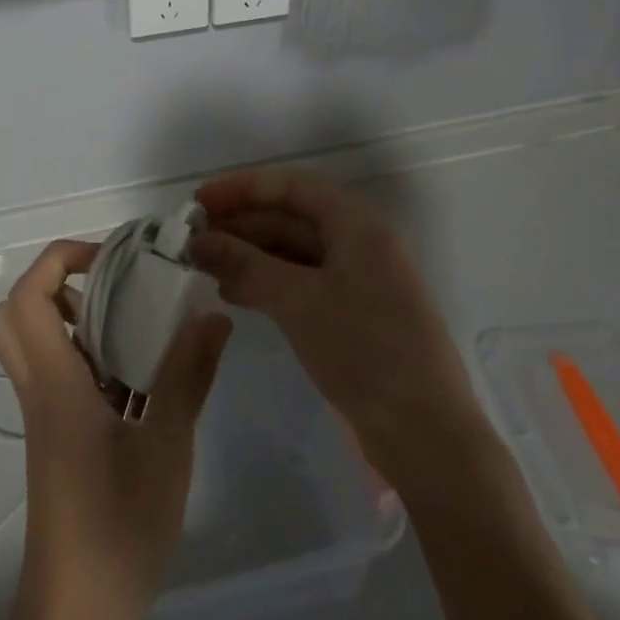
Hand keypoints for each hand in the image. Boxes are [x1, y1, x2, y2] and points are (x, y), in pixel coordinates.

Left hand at [0, 239, 230, 619]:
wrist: (76, 617)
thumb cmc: (117, 529)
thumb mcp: (166, 449)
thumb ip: (187, 377)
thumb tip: (213, 316)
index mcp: (54, 384)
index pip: (26, 298)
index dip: (60, 260)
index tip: (111, 261)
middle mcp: (39, 390)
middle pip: (15, 313)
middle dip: (58, 283)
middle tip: (113, 288)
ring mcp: (44, 415)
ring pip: (35, 343)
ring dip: (76, 318)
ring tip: (137, 324)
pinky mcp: (57, 436)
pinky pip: (60, 374)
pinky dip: (90, 356)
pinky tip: (140, 377)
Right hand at [190, 167, 482, 486]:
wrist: (426, 434)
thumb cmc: (363, 351)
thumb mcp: (298, 301)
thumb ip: (245, 264)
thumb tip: (198, 241)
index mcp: (356, 224)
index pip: (291, 186)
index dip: (242, 188)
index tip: (199, 201)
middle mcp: (359, 243)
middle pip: (291, 216)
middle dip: (242, 223)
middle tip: (193, 238)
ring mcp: (358, 279)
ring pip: (294, 251)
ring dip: (250, 255)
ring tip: (205, 266)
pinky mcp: (353, 313)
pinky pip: (302, 282)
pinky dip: (268, 282)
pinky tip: (234, 294)